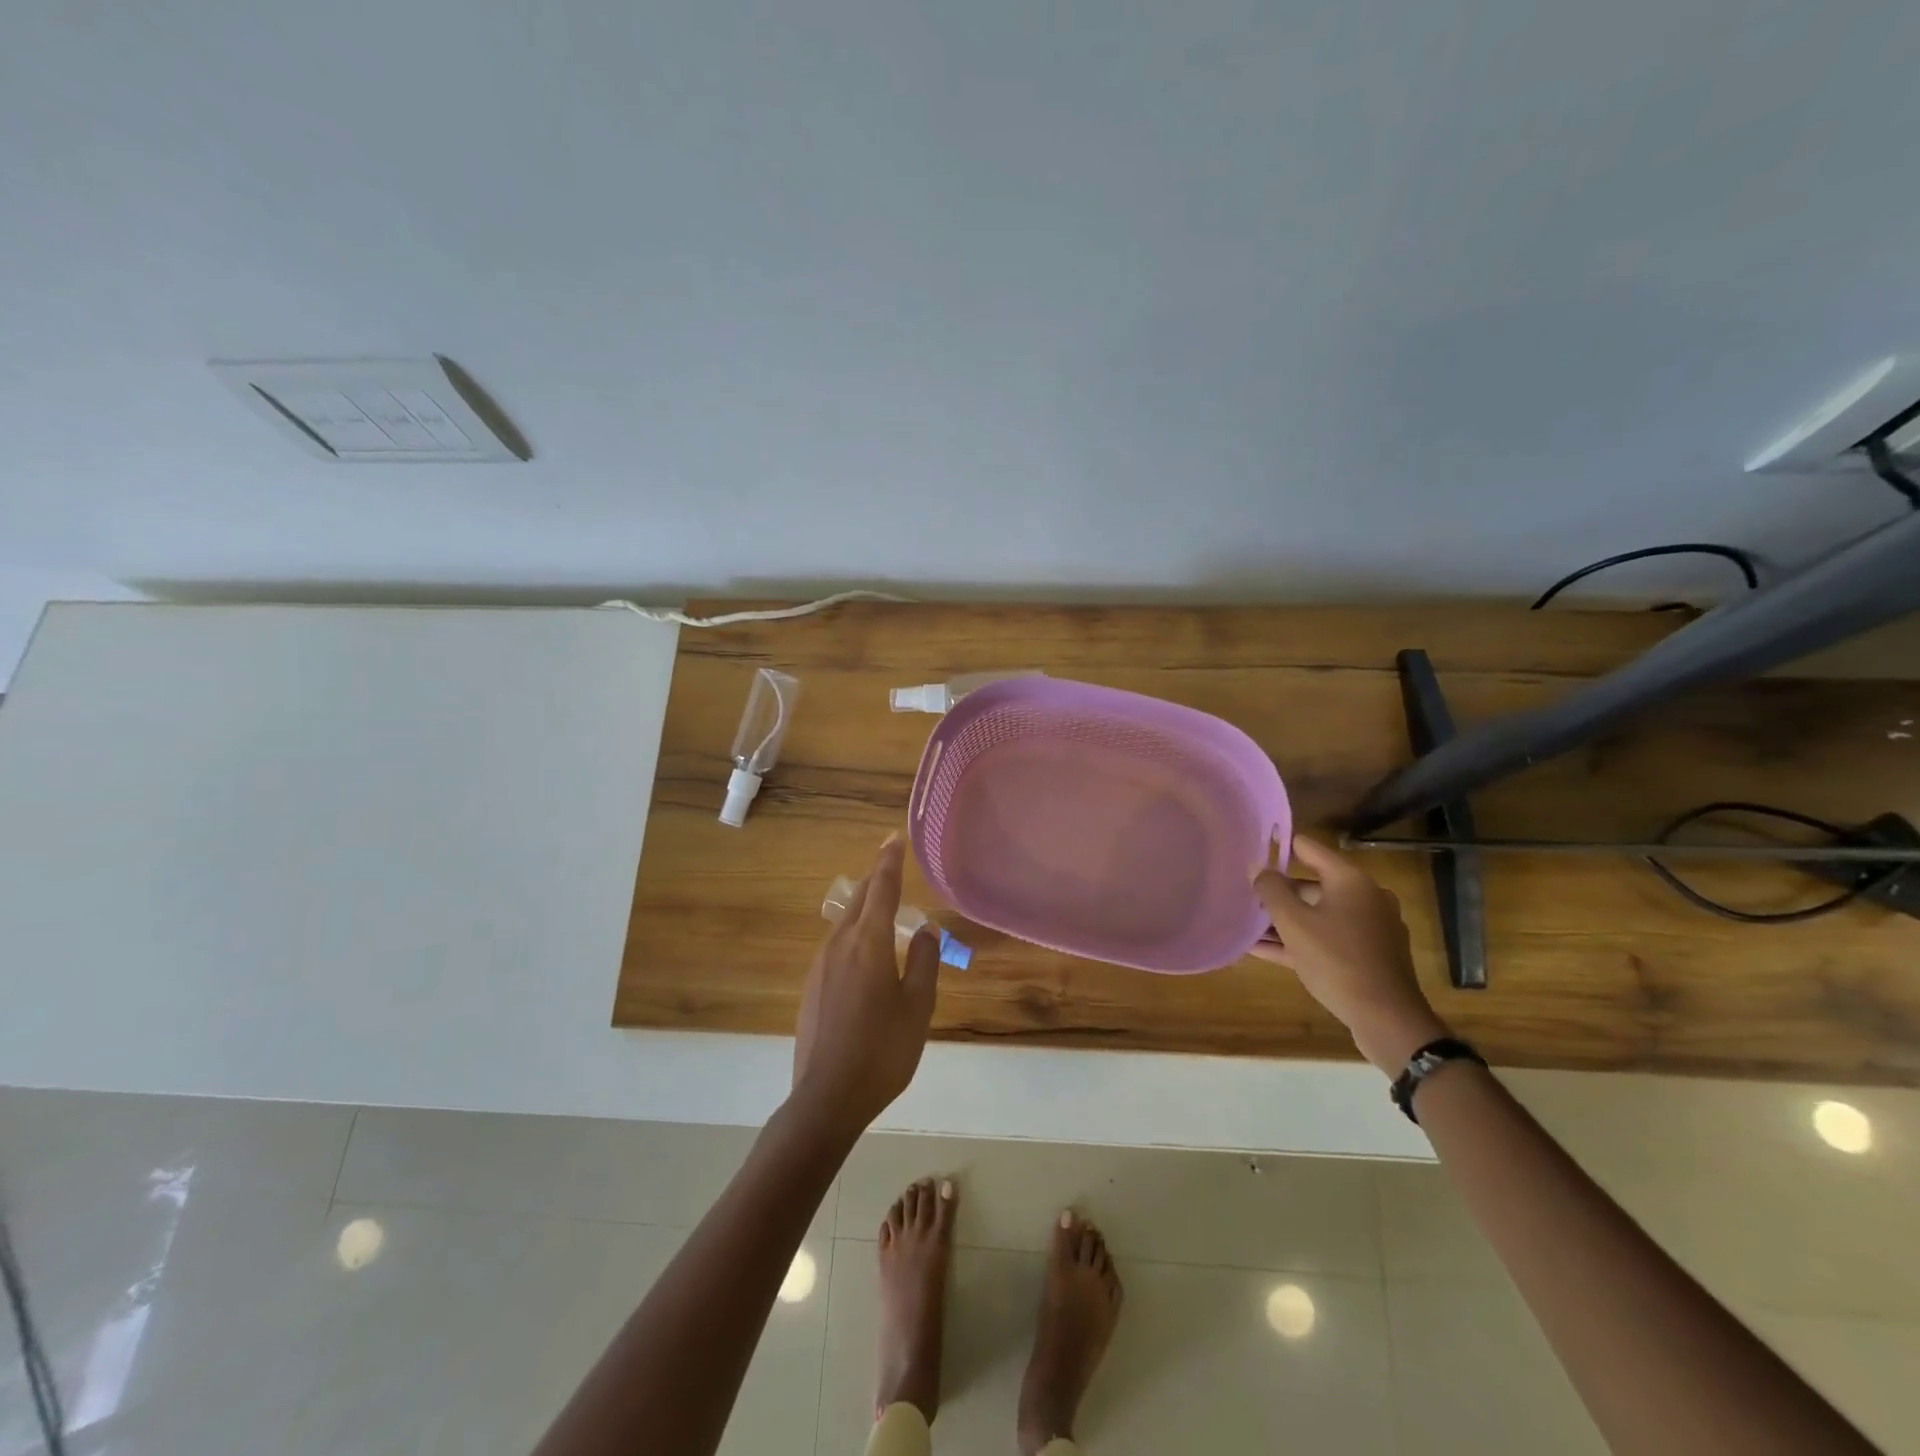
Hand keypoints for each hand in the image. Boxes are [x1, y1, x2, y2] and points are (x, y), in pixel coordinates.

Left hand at [791, 834, 940, 1136]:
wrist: (827, 1097)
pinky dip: (854, 936)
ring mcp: (820, 966)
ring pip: (845, 923)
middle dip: (876, 880)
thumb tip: (926, 929)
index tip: (893, 837)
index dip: (889, 861)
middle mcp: (839, 945)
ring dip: (864, 909)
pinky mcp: (811, 987)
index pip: (881, 888)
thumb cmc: (883, 1050)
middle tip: (892, 868)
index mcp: (869, 944)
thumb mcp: (918, 1006)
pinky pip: (836, 946)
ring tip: (883, 912)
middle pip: (859, 900)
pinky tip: (865, 958)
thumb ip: (925, 961)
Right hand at [1251, 834, 1447, 1072]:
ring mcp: (1369, 928)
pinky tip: (1265, 951)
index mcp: (1351, 881)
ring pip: (1318, 915)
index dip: (1280, 847)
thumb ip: (1271, 891)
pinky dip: (1299, 941)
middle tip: (1244, 897)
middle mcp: (1364, 898)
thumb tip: (1257, 867)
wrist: (1387, 1019)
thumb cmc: (1337, 960)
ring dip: (1284, 921)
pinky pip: (1327, 939)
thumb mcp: (1294, 923)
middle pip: (1312, 885)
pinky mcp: (1368, 956)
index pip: (1309, 849)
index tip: (1253, 847)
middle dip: (1278, 893)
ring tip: (1247, 926)